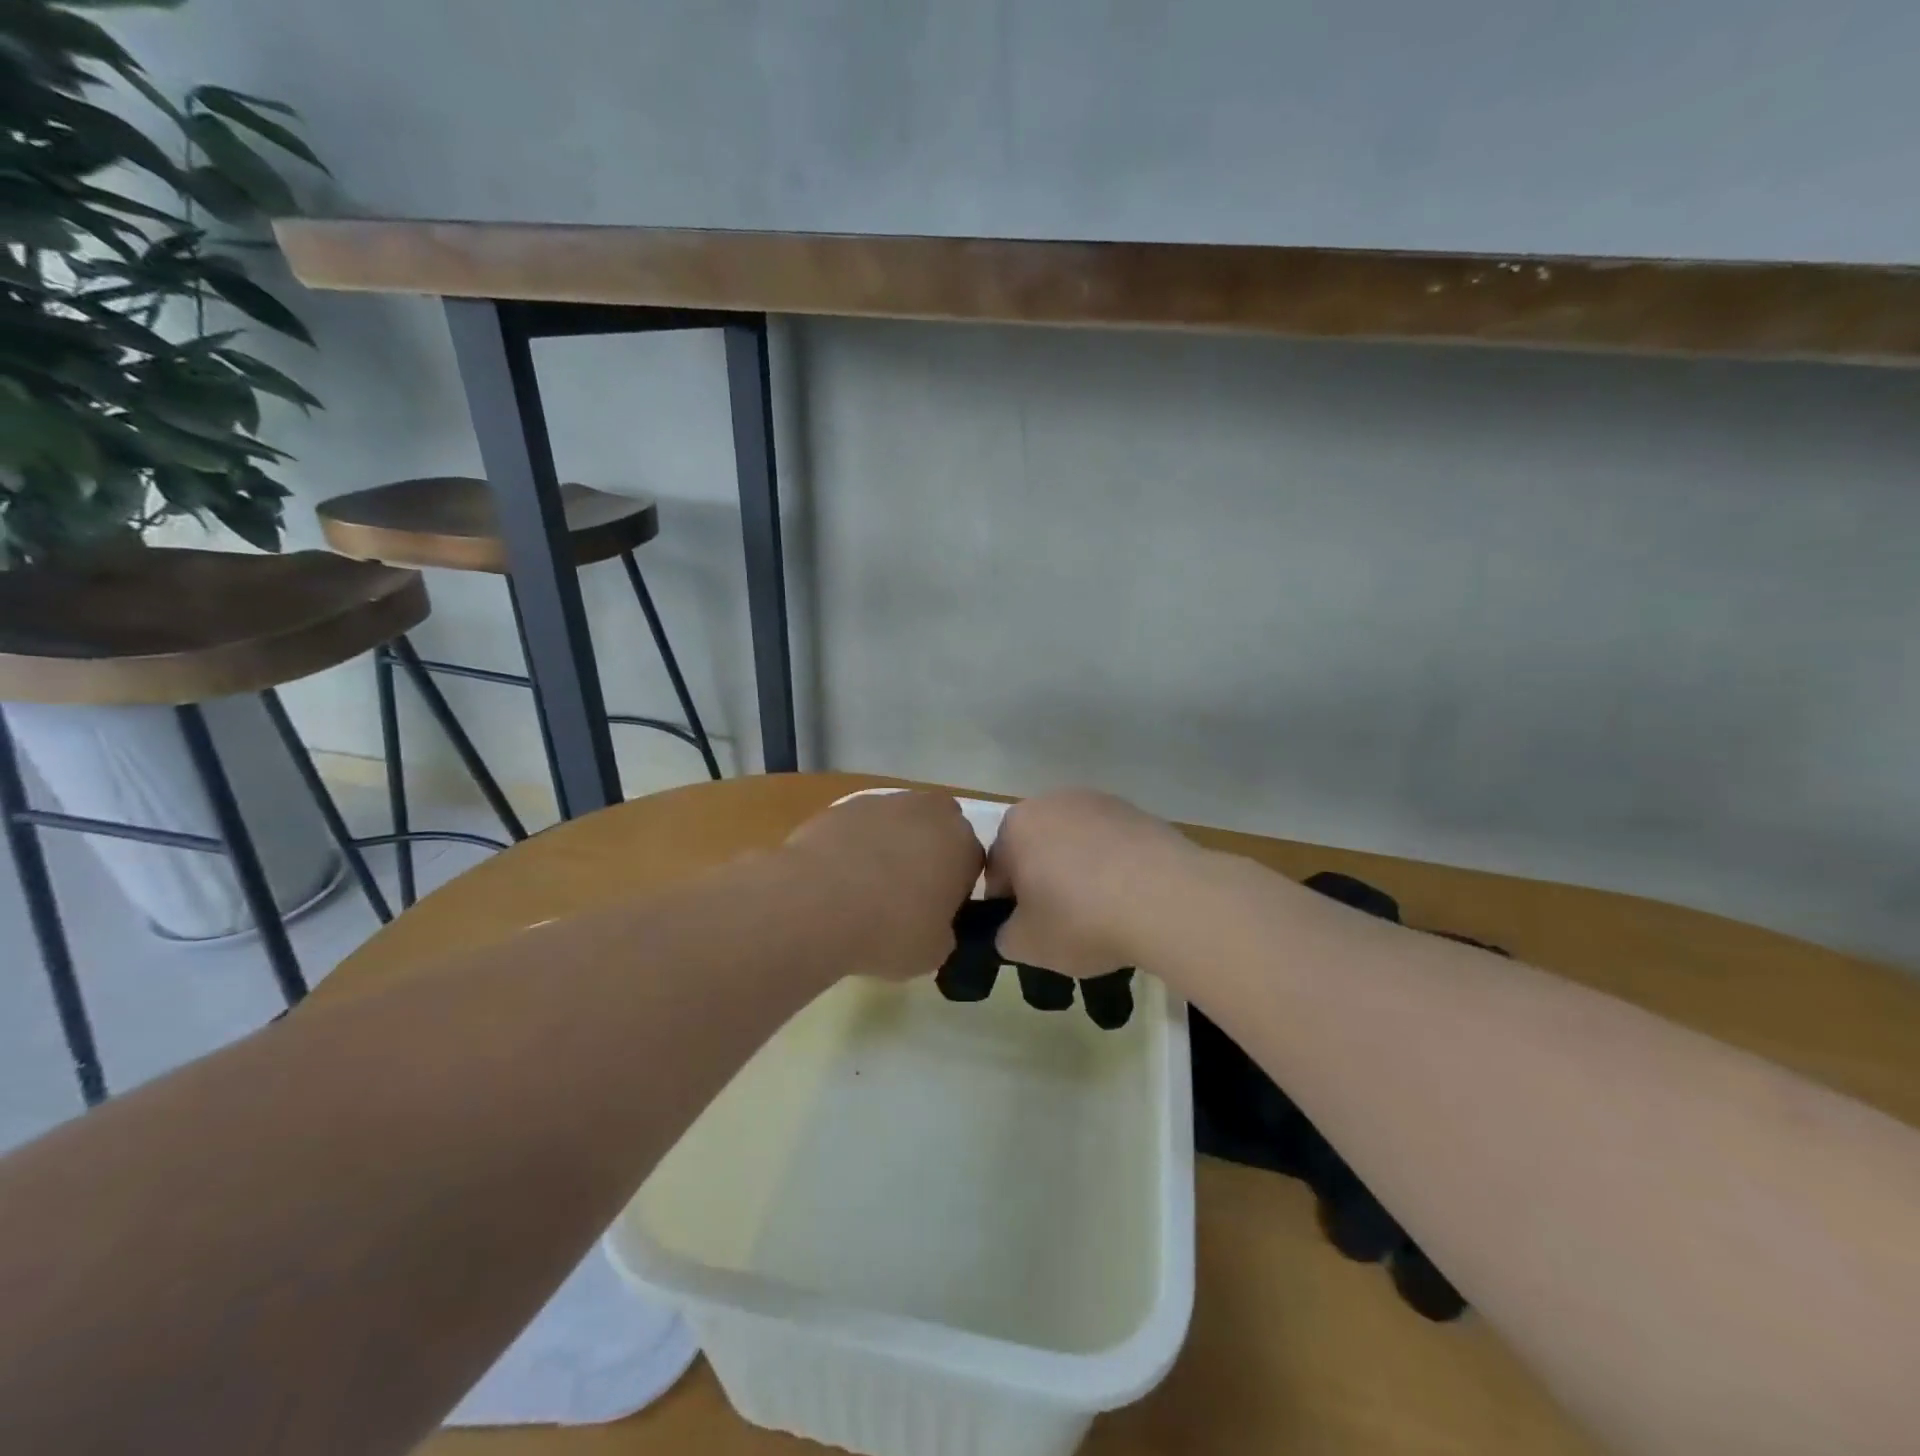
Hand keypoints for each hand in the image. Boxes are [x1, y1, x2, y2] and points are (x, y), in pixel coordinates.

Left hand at [785, 791, 983, 980]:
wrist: (816, 903)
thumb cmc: (889, 930)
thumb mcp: (934, 952)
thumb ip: (944, 932)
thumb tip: (934, 926)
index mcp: (962, 844)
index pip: (971, 863)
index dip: (955, 889)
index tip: (936, 913)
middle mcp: (928, 812)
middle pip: (936, 830)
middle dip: (927, 853)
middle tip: (906, 894)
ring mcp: (883, 803)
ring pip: (897, 824)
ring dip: (890, 846)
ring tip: (865, 888)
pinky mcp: (842, 806)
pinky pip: (859, 828)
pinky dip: (854, 846)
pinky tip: (837, 878)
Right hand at [987, 790, 1202, 978]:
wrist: (1167, 899)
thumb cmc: (1081, 918)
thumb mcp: (1026, 945)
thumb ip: (1005, 936)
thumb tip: (1013, 929)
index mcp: (1016, 826)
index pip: (997, 871)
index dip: (1009, 906)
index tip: (1029, 932)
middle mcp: (1053, 801)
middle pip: (1038, 850)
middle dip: (1045, 882)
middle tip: (1064, 924)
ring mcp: (1100, 802)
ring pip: (1077, 844)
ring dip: (1081, 872)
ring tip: (1104, 913)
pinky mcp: (1139, 812)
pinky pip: (1114, 845)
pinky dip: (1116, 868)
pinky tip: (1132, 900)